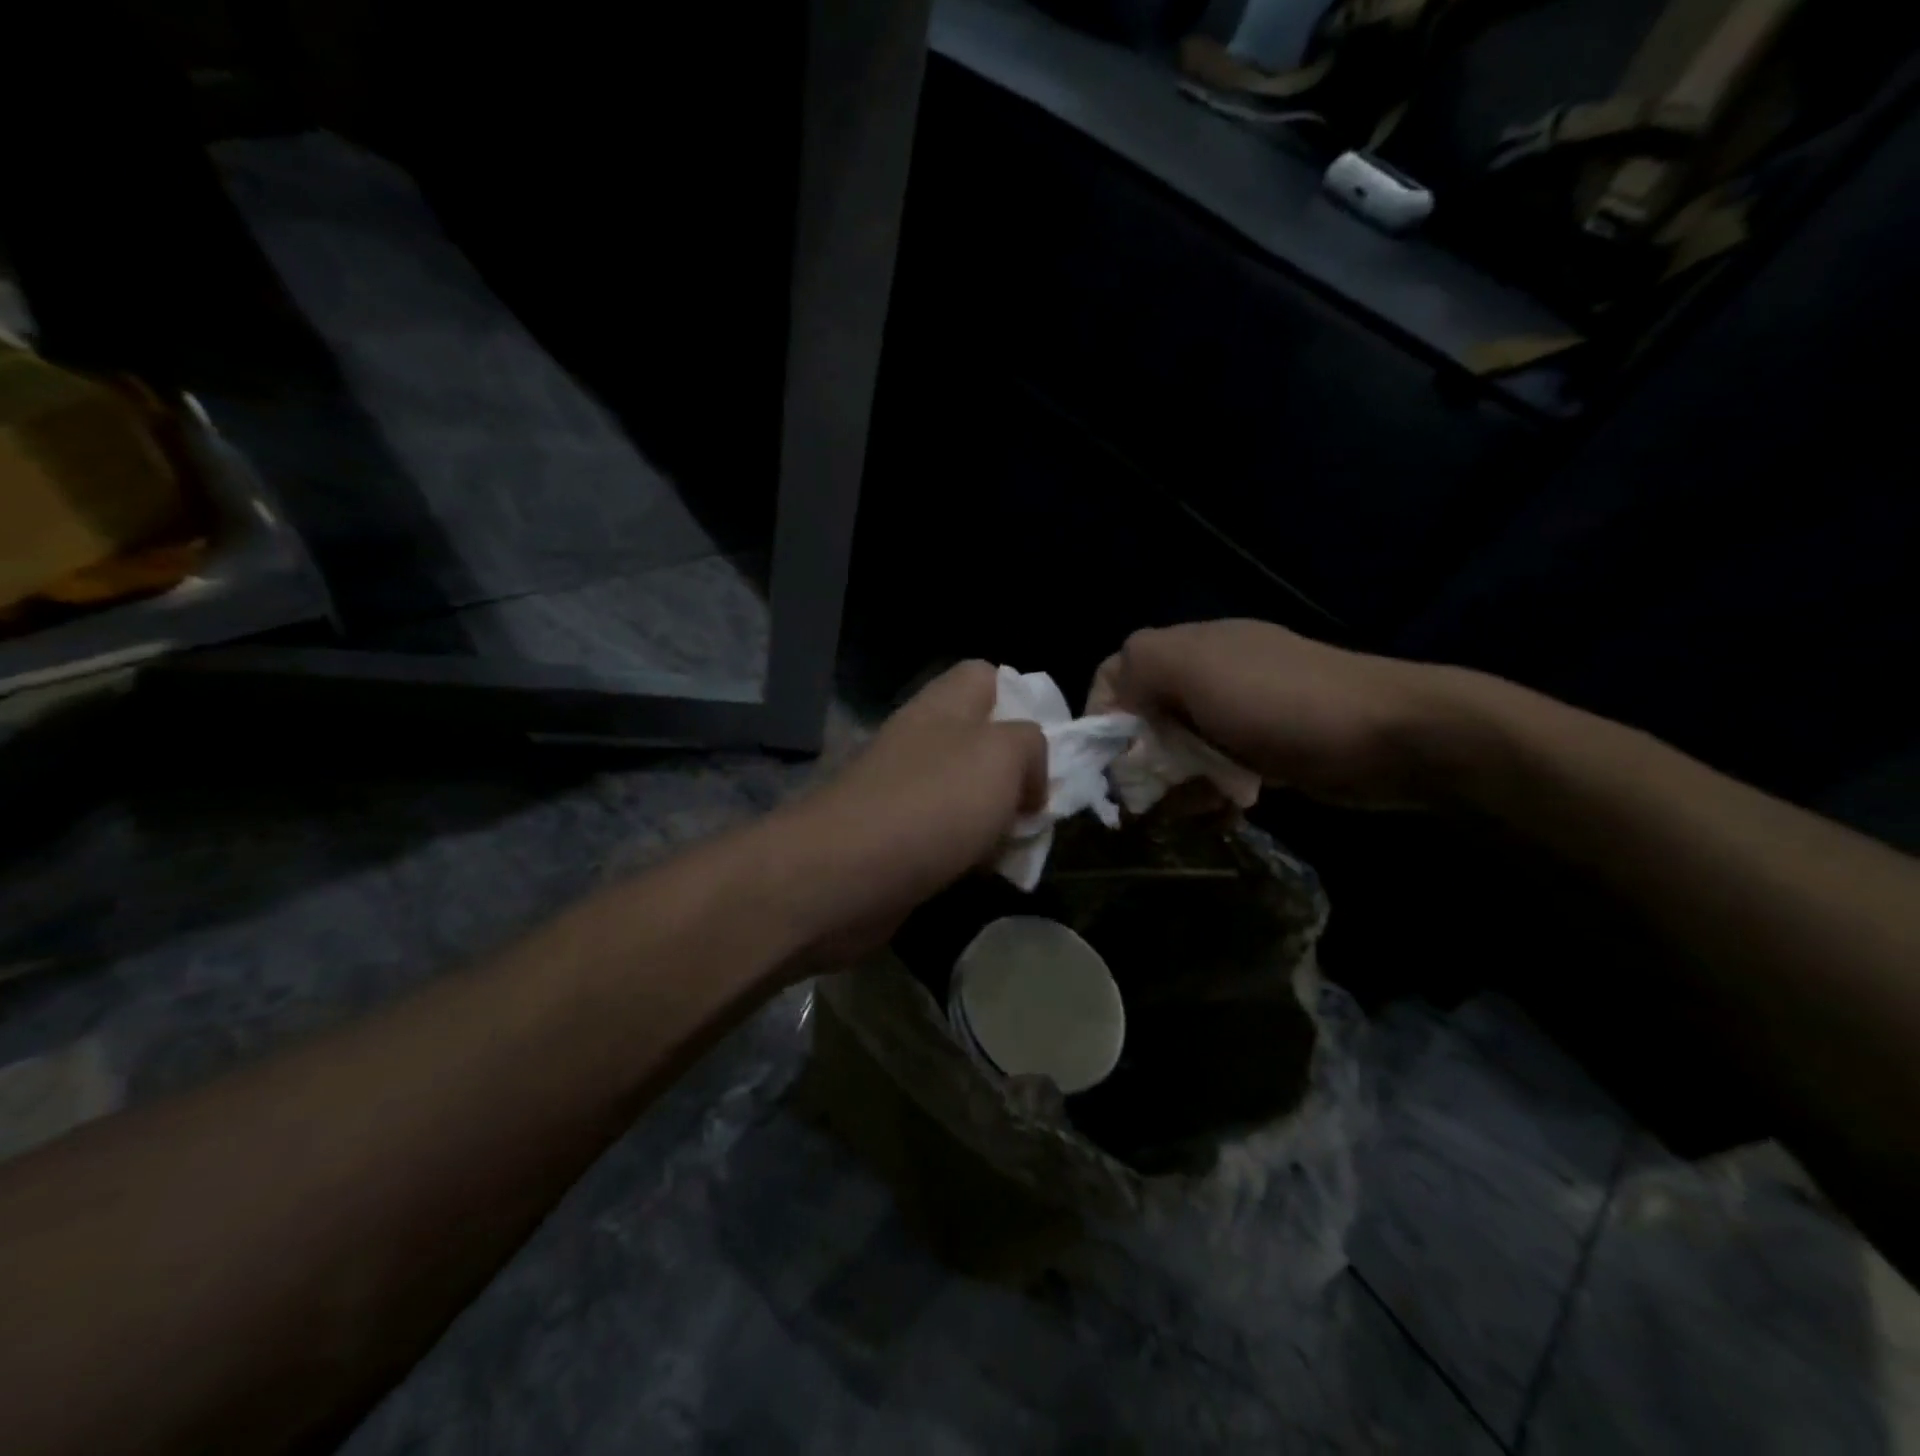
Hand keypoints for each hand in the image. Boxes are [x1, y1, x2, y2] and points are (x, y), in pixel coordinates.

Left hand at [768, 661, 1046, 966]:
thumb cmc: (930, 803)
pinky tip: (987, 873)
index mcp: (944, 707)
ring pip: (968, 794)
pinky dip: (971, 852)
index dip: (1022, 699)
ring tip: (1021, 844)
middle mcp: (922, 741)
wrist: (842, 877)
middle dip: (1018, 773)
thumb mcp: (1001, 756)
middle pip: (983, 741)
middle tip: (1039, 806)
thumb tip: (1030, 780)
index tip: (1047, 744)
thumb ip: (1032, 747)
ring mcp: (905, 791)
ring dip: (998, 819)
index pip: (986, 676)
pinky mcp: (896, 839)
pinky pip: (948, 836)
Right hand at [1091, 621, 1468, 808]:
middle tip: (1148, 796)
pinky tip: (1226, 812)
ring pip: (1181, 750)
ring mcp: (1242, 713)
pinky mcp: (1268, 749)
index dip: (1103, 714)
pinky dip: (1213, 794)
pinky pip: (1219, 771)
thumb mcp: (1197, 670)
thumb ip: (1139, 669)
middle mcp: (1211, 674)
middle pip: (1146, 717)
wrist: (1392, 737)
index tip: (1109, 761)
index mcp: (1190, 647)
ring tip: (1193, 810)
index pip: (1117, 672)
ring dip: (1176, 784)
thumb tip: (1113, 707)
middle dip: (1140, 759)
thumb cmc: (1282, 704)